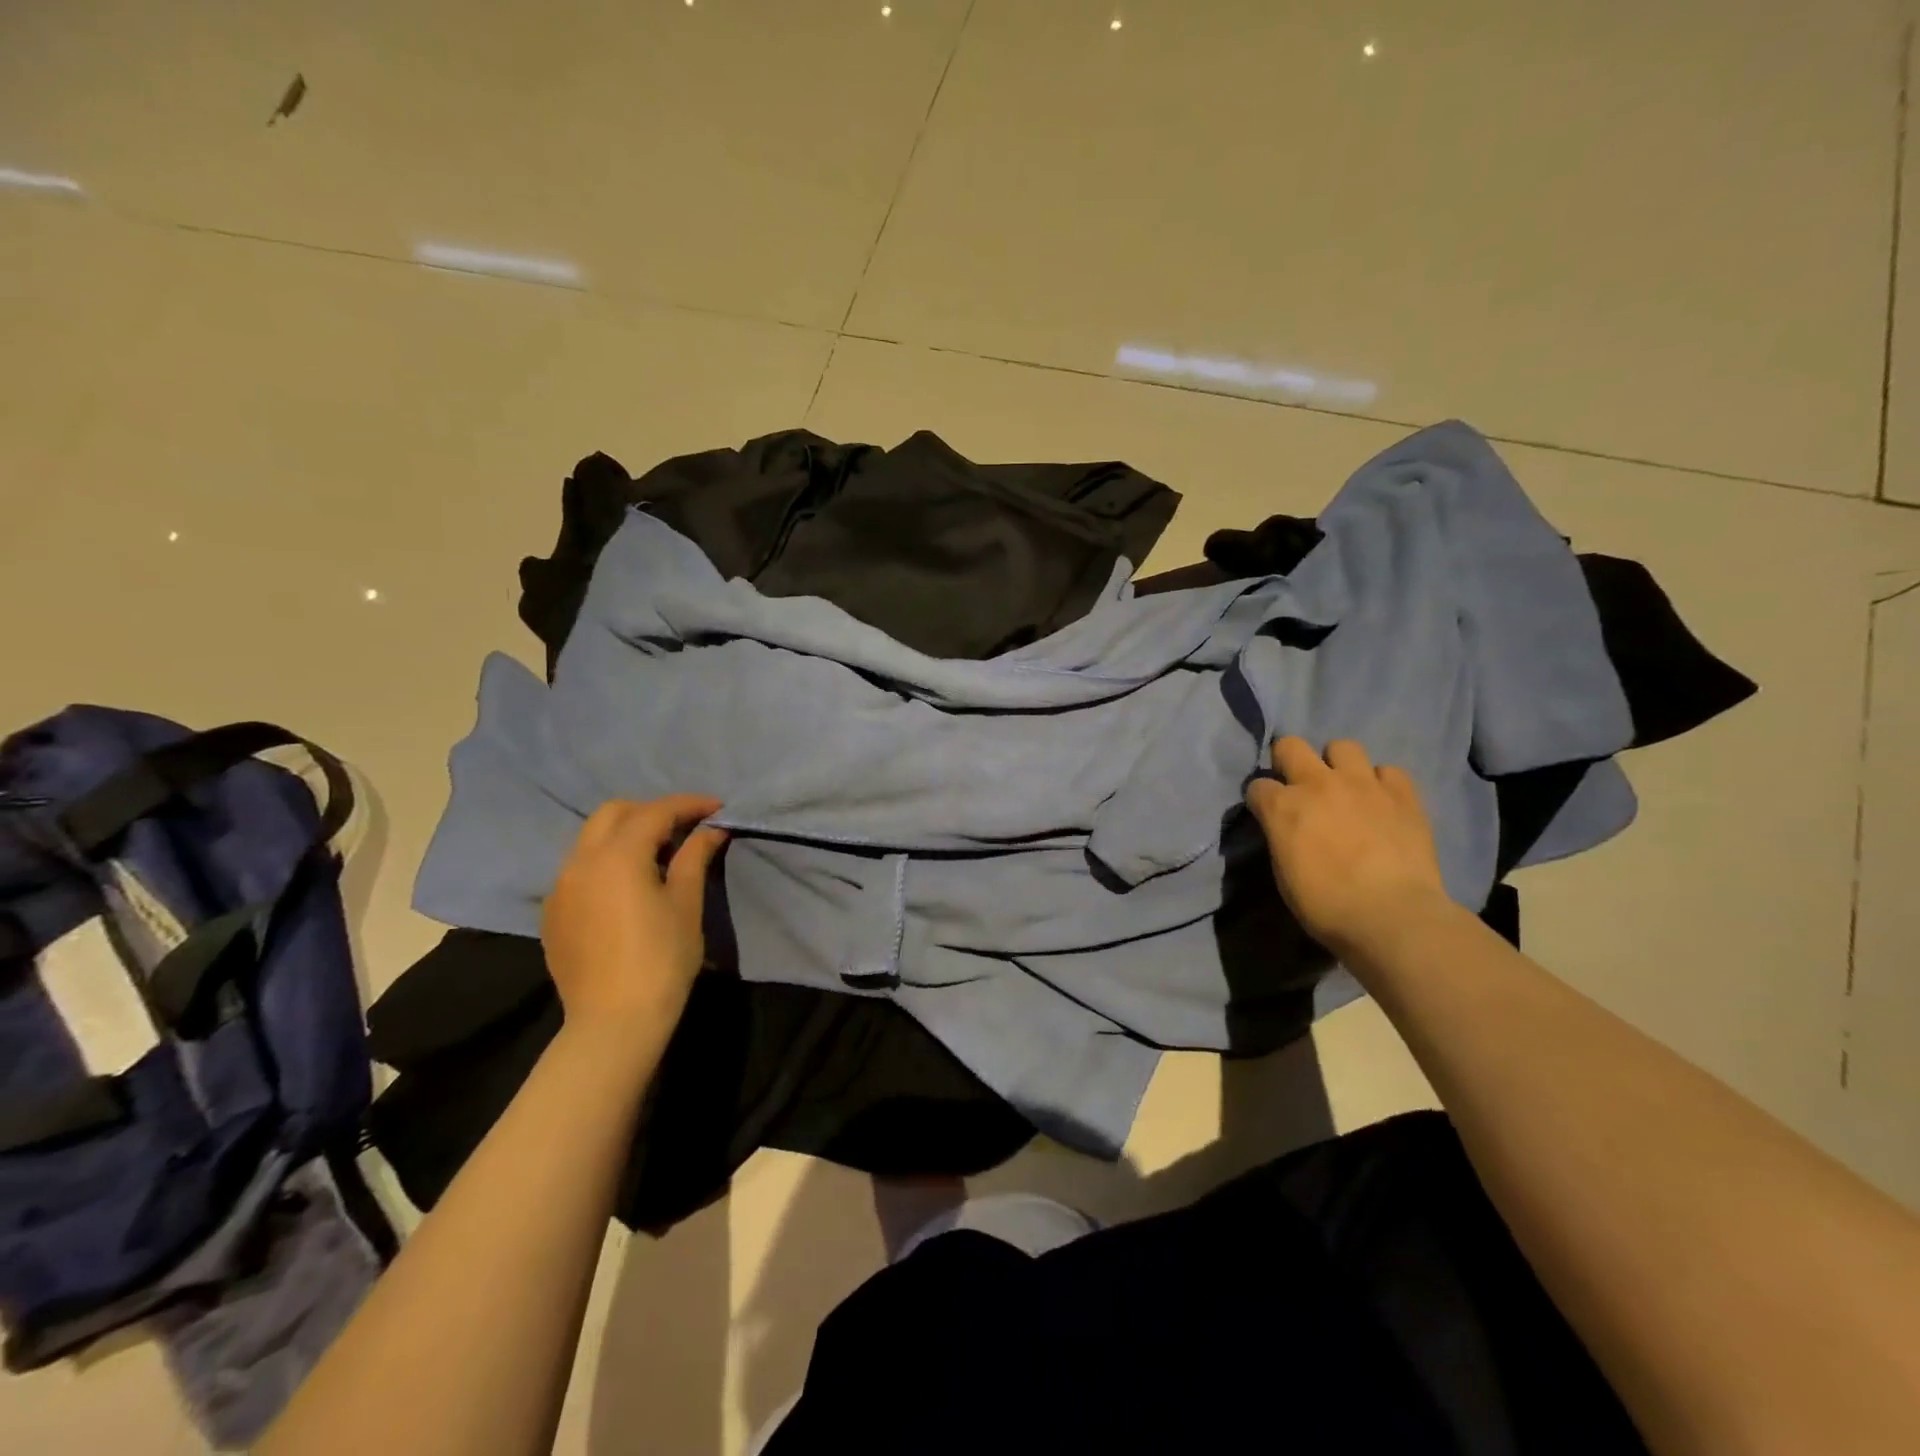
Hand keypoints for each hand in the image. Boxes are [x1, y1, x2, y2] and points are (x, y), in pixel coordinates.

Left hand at [541, 795, 727, 1037]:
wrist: (613, 1022)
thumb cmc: (661, 959)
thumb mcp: (686, 904)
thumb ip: (695, 857)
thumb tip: (711, 830)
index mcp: (617, 855)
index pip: (656, 812)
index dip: (689, 804)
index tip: (718, 808)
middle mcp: (581, 861)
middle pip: (614, 813)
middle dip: (651, 811)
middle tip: (684, 827)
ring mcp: (560, 887)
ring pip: (591, 839)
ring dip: (626, 833)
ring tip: (658, 853)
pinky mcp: (553, 912)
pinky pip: (579, 868)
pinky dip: (606, 860)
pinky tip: (627, 885)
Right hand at [1245, 737, 1447, 954]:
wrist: (1392, 917)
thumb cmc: (1326, 905)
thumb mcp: (1284, 874)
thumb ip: (1282, 838)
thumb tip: (1286, 829)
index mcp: (1283, 807)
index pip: (1257, 786)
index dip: (1261, 799)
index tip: (1268, 814)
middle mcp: (1318, 783)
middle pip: (1290, 745)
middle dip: (1288, 760)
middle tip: (1299, 786)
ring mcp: (1363, 784)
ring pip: (1343, 746)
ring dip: (1338, 764)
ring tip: (1345, 788)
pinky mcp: (1402, 794)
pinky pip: (1389, 771)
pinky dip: (1382, 783)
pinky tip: (1382, 802)